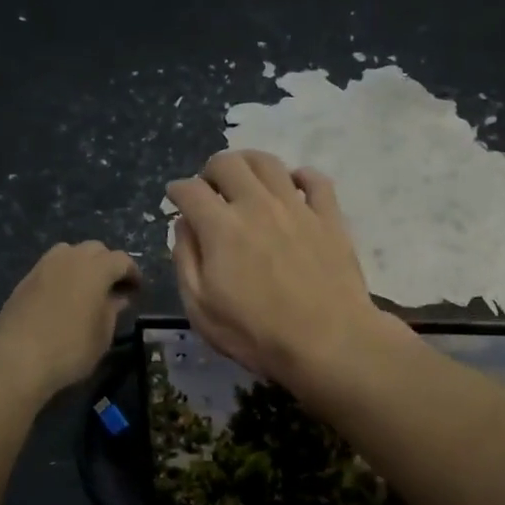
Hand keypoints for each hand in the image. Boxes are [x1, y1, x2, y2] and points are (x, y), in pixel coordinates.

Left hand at [0, 241, 140, 401]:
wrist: (16, 358)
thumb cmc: (70, 349)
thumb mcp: (102, 334)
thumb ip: (113, 310)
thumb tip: (118, 297)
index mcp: (96, 268)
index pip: (122, 260)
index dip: (133, 274)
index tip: (137, 290)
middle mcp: (70, 258)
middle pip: (96, 249)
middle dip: (108, 264)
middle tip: (114, 288)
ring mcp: (44, 266)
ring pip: (70, 253)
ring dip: (84, 264)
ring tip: (87, 289)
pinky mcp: (26, 279)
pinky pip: (52, 266)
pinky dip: (63, 274)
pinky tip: (64, 297)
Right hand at [167, 150, 398, 387]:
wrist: (329, 342)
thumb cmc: (257, 333)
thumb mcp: (202, 308)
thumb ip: (186, 260)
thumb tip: (184, 225)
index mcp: (221, 227)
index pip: (190, 190)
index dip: (177, 190)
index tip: (176, 198)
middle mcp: (257, 204)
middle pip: (228, 163)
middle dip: (210, 170)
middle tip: (210, 189)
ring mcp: (297, 207)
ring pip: (269, 162)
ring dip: (249, 163)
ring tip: (245, 180)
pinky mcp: (329, 217)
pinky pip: (316, 179)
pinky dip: (300, 176)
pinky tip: (294, 186)